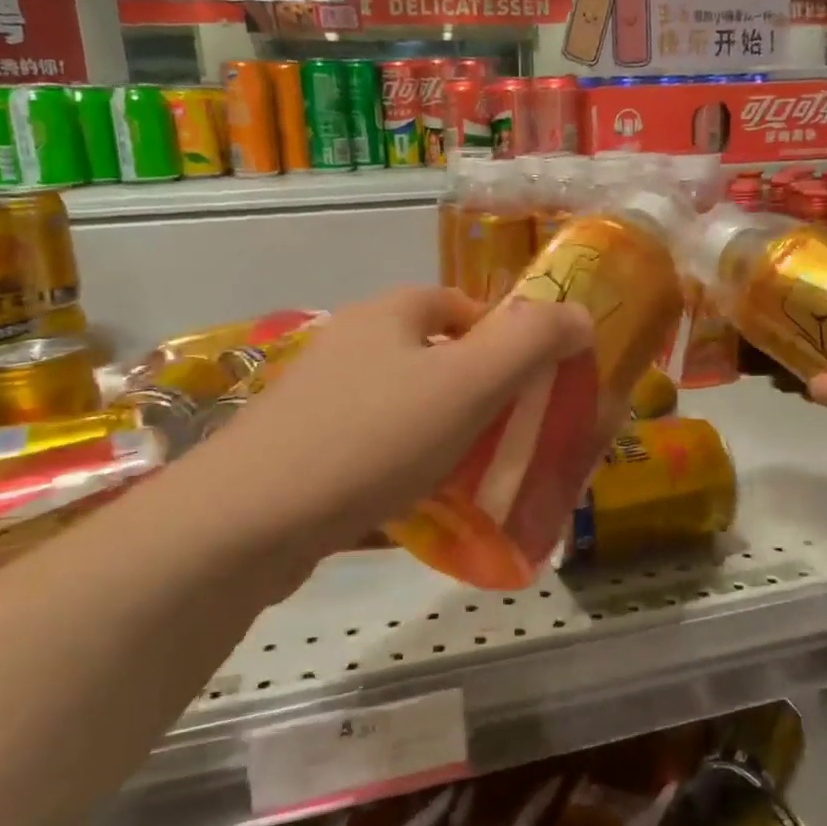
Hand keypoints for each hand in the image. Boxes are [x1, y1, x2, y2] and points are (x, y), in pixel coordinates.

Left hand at [201, 287, 592, 554]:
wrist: (247, 521)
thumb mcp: (468, 385)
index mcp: (388, 315)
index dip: (501, 334)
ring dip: (440, 434)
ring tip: (474, 478)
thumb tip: (578, 313)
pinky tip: (418, 510)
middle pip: (429, 356)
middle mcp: (349, 345)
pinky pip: (368, 452)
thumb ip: (530, 344)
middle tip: (509, 434)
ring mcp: (317, 401)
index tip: (530, 380)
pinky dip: (400, 472)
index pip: (457, 304)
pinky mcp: (297, 453)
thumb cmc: (373, 438)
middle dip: (475, 391)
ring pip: (399, 407)